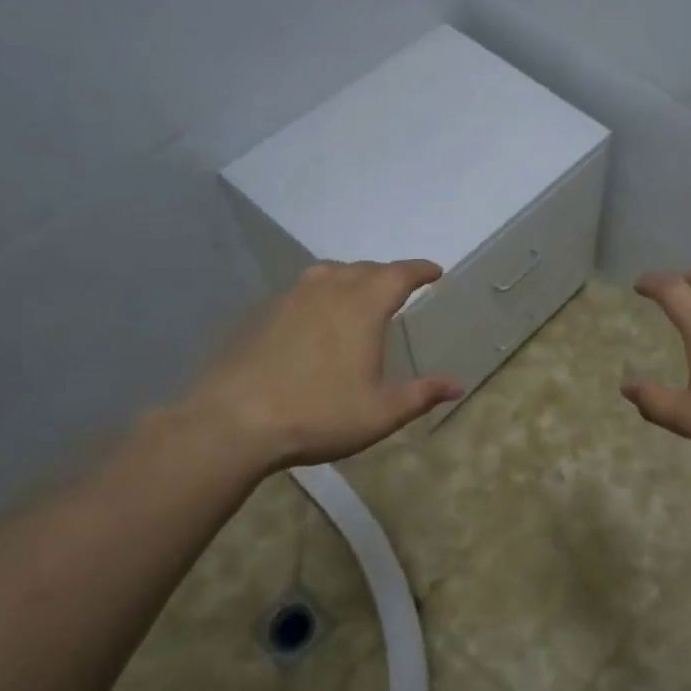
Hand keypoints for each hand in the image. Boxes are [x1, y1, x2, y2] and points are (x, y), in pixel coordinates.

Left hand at [187, 260, 462, 468]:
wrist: (234, 421)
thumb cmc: (319, 413)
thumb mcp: (381, 412)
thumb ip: (422, 394)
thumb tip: (456, 386)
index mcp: (362, 306)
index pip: (399, 274)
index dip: (420, 270)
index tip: (434, 271)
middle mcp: (328, 290)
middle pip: (364, 269)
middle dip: (387, 274)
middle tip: (400, 288)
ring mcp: (290, 299)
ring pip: (329, 274)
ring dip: (351, 278)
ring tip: (358, 295)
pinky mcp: (263, 315)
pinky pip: (302, 292)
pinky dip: (321, 295)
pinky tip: (316, 320)